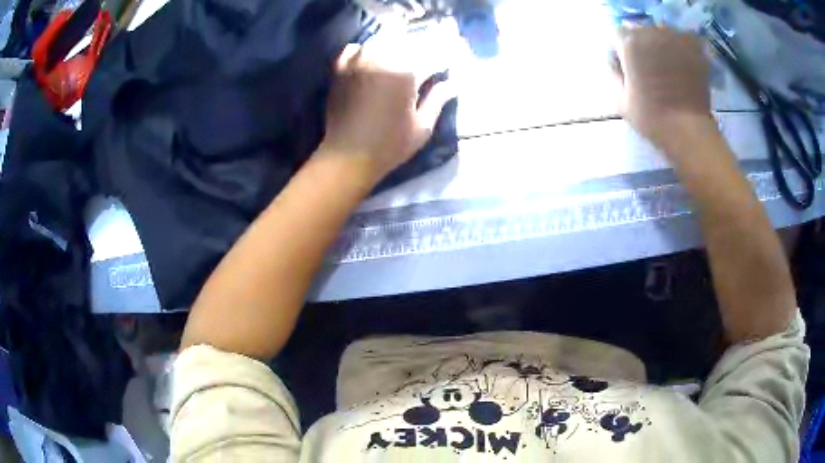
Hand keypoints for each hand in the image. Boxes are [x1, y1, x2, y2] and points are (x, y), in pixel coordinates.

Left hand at [321, 41, 453, 180]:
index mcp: (405, 72)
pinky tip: (371, 59)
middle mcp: (381, 59)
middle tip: (422, 67)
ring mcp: (357, 62)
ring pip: (381, 42)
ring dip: (393, 47)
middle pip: (405, 45)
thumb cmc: (389, 146)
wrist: (346, 158)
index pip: (429, 58)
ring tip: (399, 60)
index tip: (444, 68)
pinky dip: (364, 50)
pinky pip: (354, 49)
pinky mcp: (340, 70)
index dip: (440, 63)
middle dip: (418, 53)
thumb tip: (452, 84)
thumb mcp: (422, 127)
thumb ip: (437, 100)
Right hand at [612, 27, 715, 151]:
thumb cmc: (652, 118)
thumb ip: (613, 72)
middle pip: (639, 30)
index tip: (626, 67)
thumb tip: (615, 61)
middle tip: (648, 68)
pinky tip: (682, 65)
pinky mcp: (694, 48)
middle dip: (640, 45)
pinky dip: (681, 47)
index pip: (617, 33)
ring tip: (667, 67)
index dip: (620, 50)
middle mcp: (651, 32)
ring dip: (660, 44)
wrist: (689, 130)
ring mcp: (675, 38)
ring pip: (661, 32)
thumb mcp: (620, 100)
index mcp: (630, 43)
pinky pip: (682, 39)